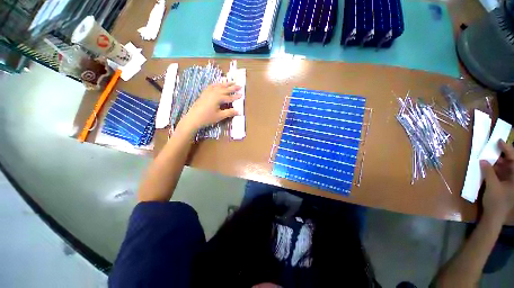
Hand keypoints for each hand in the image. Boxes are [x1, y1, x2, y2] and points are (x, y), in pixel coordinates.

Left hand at [178, 83, 241, 131]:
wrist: (193, 118)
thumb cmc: (207, 118)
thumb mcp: (220, 116)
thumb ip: (230, 112)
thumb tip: (239, 111)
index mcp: (218, 98)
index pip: (230, 97)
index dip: (236, 96)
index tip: (242, 94)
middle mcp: (214, 93)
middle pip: (225, 89)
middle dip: (233, 87)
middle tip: (239, 85)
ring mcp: (208, 92)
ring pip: (218, 86)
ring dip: (225, 84)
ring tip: (231, 81)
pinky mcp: (204, 93)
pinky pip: (212, 86)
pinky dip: (216, 84)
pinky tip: (218, 84)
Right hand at [481, 140, 513, 221]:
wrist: (494, 216)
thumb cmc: (496, 201)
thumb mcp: (492, 186)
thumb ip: (488, 172)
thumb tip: (482, 160)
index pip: (513, 159)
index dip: (507, 149)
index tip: (498, 141)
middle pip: (510, 162)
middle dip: (501, 154)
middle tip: (491, 148)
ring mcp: (509, 181)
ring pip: (504, 166)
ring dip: (496, 161)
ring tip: (487, 156)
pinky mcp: (503, 184)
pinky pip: (500, 172)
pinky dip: (494, 168)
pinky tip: (487, 165)